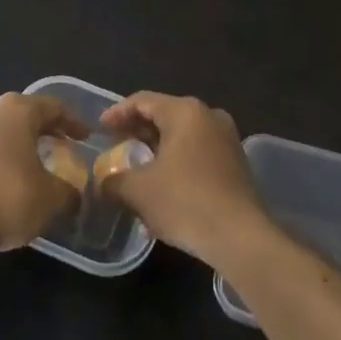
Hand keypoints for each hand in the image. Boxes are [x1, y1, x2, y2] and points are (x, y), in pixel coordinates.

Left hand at [0, 92, 89, 253]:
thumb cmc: (10, 198)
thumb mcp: (52, 197)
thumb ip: (68, 190)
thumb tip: (73, 194)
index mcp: (16, 110)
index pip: (53, 107)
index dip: (73, 122)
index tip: (86, 137)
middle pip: (23, 114)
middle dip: (44, 129)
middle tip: (62, 146)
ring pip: (0, 129)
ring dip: (19, 142)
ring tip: (35, 163)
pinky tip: (8, 177)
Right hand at [96, 92, 268, 266]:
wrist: (241, 238)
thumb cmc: (185, 202)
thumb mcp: (137, 191)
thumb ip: (113, 180)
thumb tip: (103, 182)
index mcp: (185, 112)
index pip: (142, 101)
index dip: (117, 113)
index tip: (100, 129)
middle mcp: (209, 117)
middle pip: (164, 115)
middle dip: (137, 130)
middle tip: (115, 144)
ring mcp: (227, 139)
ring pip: (182, 134)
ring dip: (157, 147)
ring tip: (136, 165)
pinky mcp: (236, 163)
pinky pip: (198, 151)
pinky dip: (176, 159)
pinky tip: (162, 181)